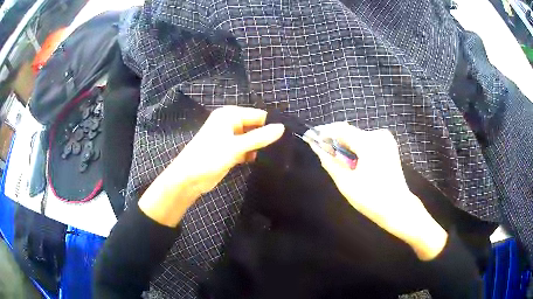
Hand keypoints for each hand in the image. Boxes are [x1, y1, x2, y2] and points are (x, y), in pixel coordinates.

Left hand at [139, 106, 284, 226]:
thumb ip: (259, 137)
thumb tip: (282, 128)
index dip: (272, 124)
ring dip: (262, 147)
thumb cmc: (209, 157)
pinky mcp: (230, 151)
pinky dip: (254, 154)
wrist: (188, 178)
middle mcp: (230, 123)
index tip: (290, 136)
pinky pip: (247, 149)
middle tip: (287, 147)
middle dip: (268, 136)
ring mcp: (230, 138)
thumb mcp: (235, 146)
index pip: (258, 115)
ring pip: (252, 139)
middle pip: (255, 126)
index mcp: (229, 115)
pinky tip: (266, 161)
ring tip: (280, 155)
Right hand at [307, 122, 447, 260]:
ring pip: (357, 136)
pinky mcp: (388, 145)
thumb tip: (317, 148)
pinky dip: (356, 148)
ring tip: (338, 161)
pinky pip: (366, 141)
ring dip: (345, 145)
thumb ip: (330, 162)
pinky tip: (354, 161)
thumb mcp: (346, 183)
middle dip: (335, 141)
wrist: (397, 207)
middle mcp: (378, 135)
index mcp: (369, 143)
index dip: (324, 133)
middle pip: (349, 132)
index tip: (311, 139)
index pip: (340, 129)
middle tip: (324, 154)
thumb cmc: (371, 199)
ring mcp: (385, 139)